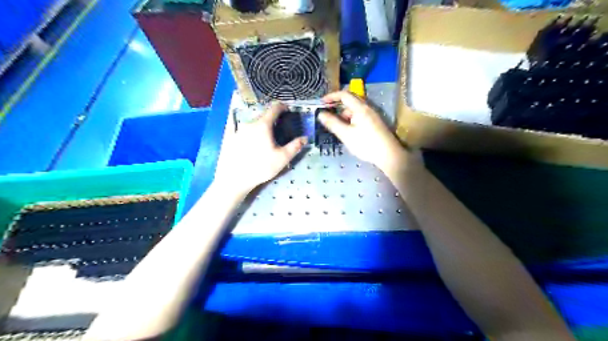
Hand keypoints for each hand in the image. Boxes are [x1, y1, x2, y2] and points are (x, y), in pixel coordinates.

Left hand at [214, 102, 308, 194]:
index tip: (288, 110)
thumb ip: (295, 146)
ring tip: (266, 135)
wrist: (235, 178)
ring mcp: (238, 129)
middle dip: (272, 119)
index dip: (282, 107)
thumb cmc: (261, 167)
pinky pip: (240, 128)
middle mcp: (250, 123)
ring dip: (260, 125)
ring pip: (252, 123)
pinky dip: (247, 128)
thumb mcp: (282, 158)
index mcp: (263, 125)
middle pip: (263, 116)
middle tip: (279, 127)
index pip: (274, 109)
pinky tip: (247, 135)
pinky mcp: (230, 137)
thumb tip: (305, 138)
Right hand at [319, 91, 407, 172]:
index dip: (332, 96)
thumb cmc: (366, 144)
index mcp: (360, 108)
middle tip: (328, 113)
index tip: (322, 102)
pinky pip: (360, 116)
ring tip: (337, 127)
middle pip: (350, 101)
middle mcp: (367, 108)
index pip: (344, 95)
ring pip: (355, 110)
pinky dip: (351, 119)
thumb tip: (321, 114)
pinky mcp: (375, 123)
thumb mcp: (346, 134)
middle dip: (338, 105)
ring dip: (344, 114)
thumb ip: (333, 123)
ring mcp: (372, 115)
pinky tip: (348, 131)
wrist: (389, 155)